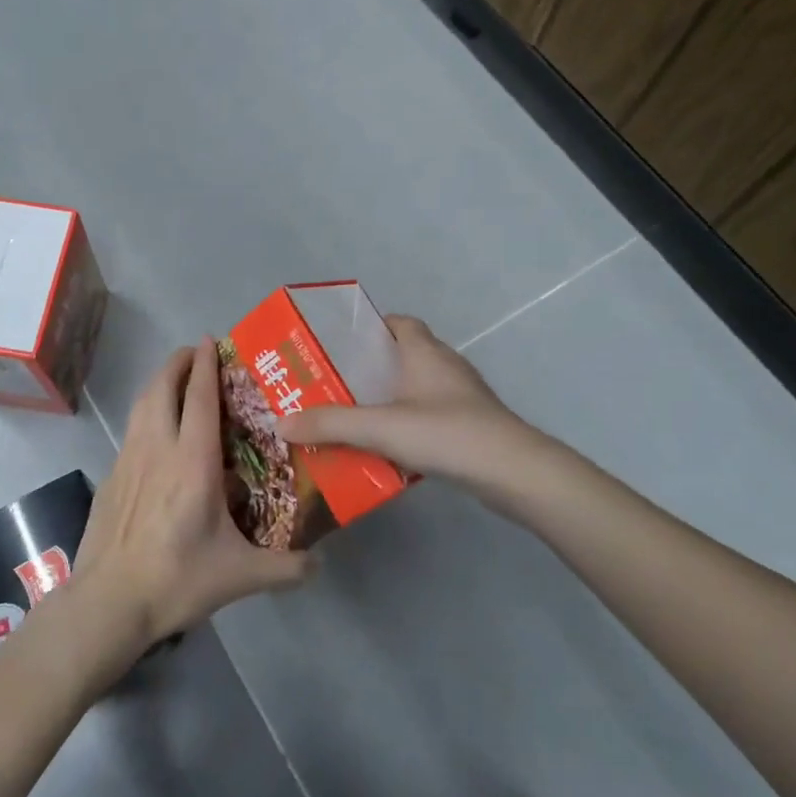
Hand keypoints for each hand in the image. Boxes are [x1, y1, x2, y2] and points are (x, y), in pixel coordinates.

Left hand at [73, 340, 313, 647]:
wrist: (109, 602)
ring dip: (158, 383)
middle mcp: (157, 449)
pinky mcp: (109, 478)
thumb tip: (320, 564)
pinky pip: (131, 432)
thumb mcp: (240, 576)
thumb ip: (286, 568)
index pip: (199, 398)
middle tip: (194, 353)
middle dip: (177, 363)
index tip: (210, 340)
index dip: (205, 365)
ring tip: (175, 381)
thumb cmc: (177, 580)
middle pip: (162, 388)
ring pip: (141, 405)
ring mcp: (128, 461)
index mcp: (192, 462)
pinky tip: (155, 436)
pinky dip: (146, 416)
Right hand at [278, 315, 540, 485]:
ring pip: (414, 389)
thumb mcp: (381, 427)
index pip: (397, 323)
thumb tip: (281, 422)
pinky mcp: (469, 427)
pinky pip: (427, 416)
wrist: (514, 474)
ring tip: (350, 416)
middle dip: (368, 368)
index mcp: (424, 352)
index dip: (370, 327)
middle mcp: (444, 367)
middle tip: (331, 384)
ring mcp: (461, 398)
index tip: (339, 344)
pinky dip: (405, 424)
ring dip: (386, 399)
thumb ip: (330, 424)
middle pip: (402, 356)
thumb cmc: (447, 433)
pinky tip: (384, 447)